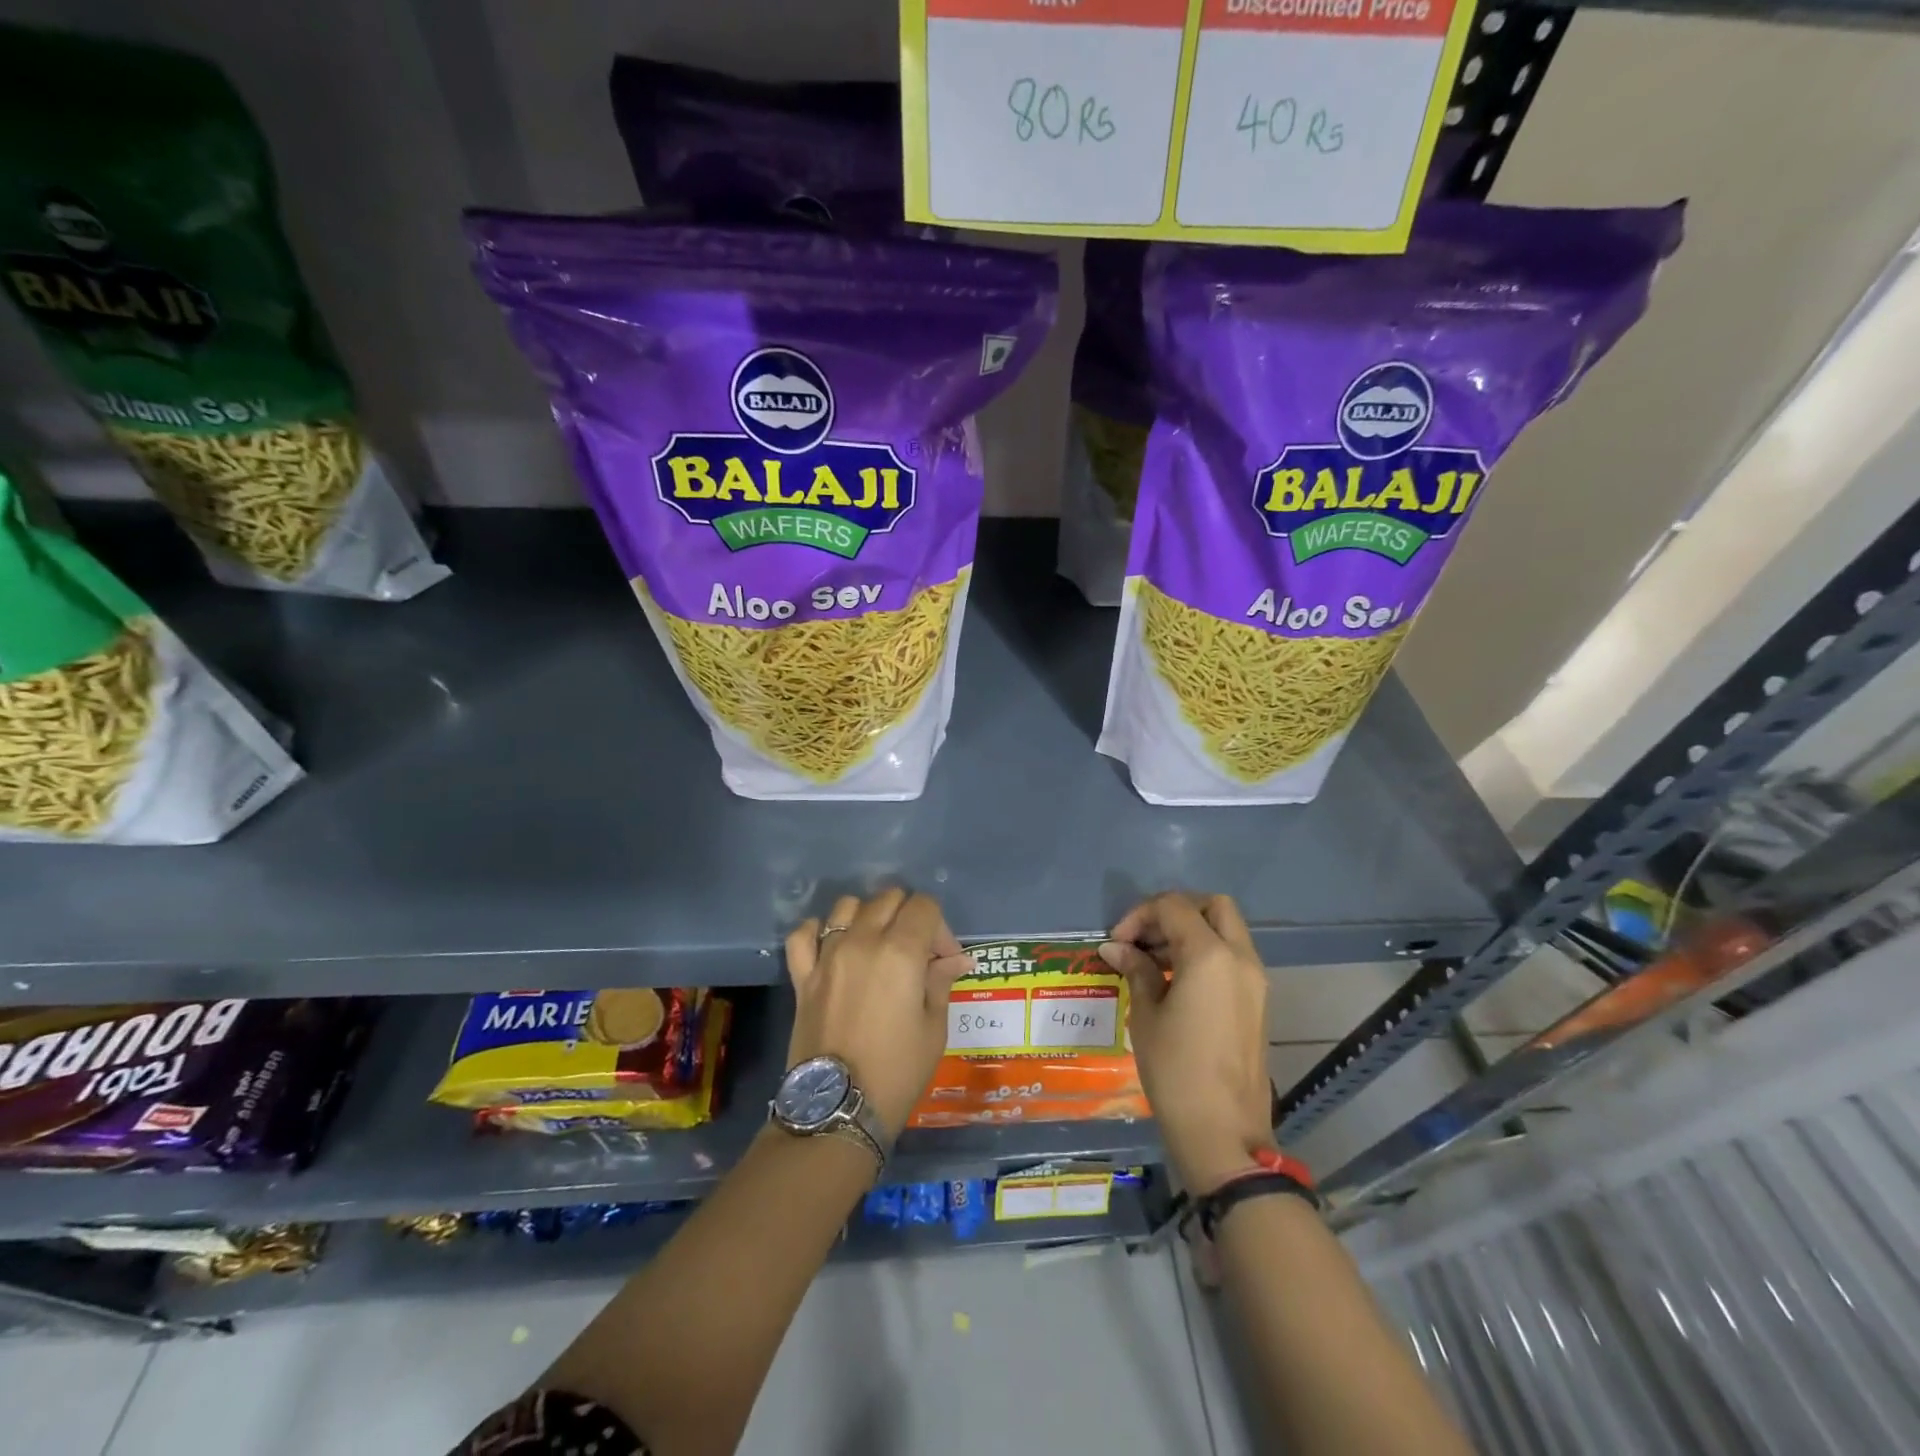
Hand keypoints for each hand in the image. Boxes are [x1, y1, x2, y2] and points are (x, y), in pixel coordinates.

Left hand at [785, 888, 973, 1140]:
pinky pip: (804, 934)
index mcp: (900, 952)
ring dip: (868, 916)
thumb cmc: (897, 1071)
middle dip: (908, 917)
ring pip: (847, 906)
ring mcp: (827, 956)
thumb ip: (940, 981)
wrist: (838, 1108)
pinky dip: (819, 931)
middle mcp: (862, 941)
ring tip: (877, 945)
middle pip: (888, 899)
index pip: (924, 906)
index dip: (939, 927)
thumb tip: (955, 959)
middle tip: (916, 953)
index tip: (943, 959)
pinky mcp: (802, 976)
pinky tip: (832, 945)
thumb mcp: (933, 1027)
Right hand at [1100, 893, 1274, 1195]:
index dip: (1139, 915)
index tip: (1117, 942)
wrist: (1224, 1134)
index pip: (1173, 907)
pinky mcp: (1258, 1002)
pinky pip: (1233, 957)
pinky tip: (1175, 980)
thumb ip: (1136, 970)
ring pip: (1226, 930)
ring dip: (1191, 931)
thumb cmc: (1176, 1071)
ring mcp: (1255, 980)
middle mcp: (1240, 958)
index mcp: (1210, 955)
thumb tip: (1116, 948)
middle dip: (1175, 911)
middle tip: (1144, 937)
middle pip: (1212, 906)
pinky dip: (1206, 953)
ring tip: (1153, 960)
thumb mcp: (1146, 1016)